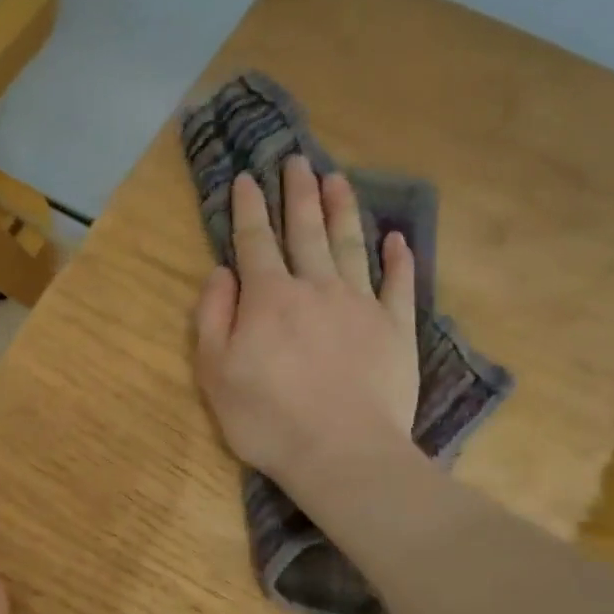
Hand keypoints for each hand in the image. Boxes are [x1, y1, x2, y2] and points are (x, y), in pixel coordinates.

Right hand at [194, 157, 419, 500]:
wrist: (342, 453)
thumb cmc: (268, 419)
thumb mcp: (215, 373)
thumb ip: (213, 317)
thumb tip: (222, 273)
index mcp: (269, 298)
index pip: (255, 241)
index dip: (248, 208)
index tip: (246, 178)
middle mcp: (316, 287)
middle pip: (306, 230)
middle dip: (298, 193)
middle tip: (298, 160)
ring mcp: (361, 305)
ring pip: (351, 245)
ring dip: (343, 210)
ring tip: (338, 179)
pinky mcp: (395, 329)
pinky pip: (399, 284)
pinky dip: (399, 259)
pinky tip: (397, 239)